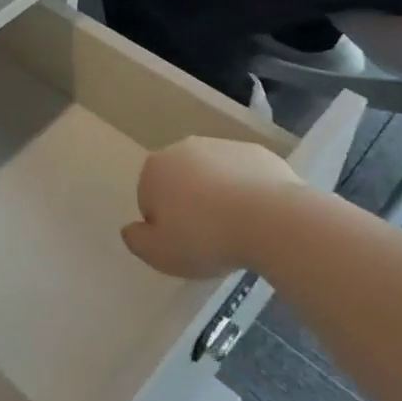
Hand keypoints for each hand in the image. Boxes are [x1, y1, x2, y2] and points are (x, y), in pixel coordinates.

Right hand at [121, 137, 304, 279]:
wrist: (270, 219)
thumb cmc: (205, 238)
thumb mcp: (159, 254)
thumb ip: (136, 241)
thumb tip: (131, 229)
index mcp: (155, 168)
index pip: (149, 198)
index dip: (164, 226)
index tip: (183, 244)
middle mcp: (185, 147)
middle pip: (181, 182)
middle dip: (190, 205)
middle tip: (208, 238)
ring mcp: (223, 146)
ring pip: (214, 177)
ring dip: (219, 198)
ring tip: (237, 230)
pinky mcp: (257, 152)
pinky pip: (244, 176)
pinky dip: (247, 193)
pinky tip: (259, 217)